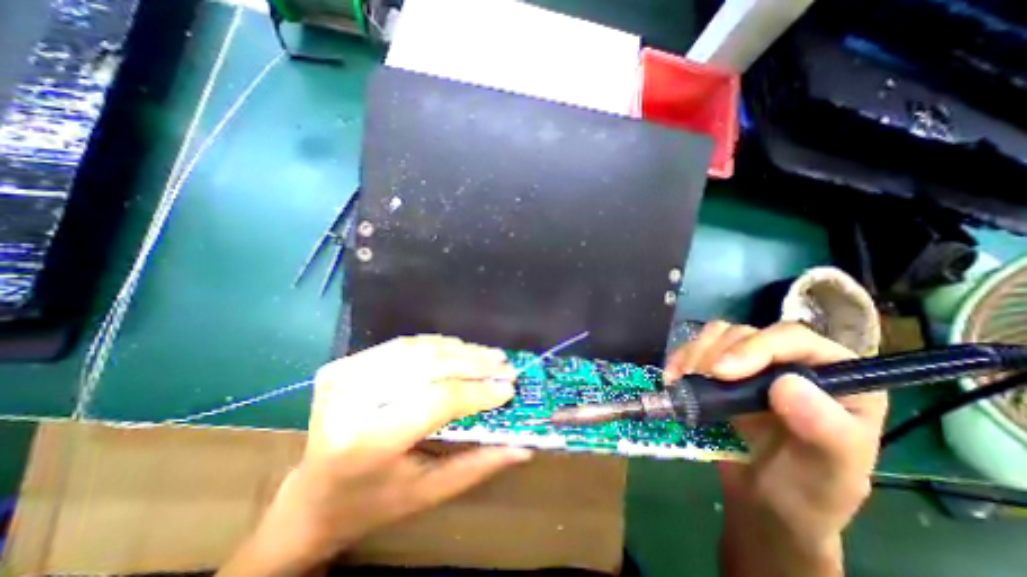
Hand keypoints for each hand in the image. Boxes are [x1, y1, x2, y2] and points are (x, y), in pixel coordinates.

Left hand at [221, 336, 532, 575]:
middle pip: (428, 367)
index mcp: (367, 442)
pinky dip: (437, 345)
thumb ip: (478, 465)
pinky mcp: (345, 364)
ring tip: (489, 354)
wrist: (311, 496)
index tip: (509, 388)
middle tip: (505, 364)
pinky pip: (403, 345)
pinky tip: (460, 349)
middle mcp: (351, 401)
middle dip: (474, 363)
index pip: (437, 400)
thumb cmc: (373, 502)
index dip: (477, 391)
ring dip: (459, 350)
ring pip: (419, 350)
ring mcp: (344, 376)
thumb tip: (523, 446)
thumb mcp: (428, 493)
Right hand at [671, 322, 887, 574]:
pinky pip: (696, 346)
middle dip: (716, 353)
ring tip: (683, 382)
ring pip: (718, 334)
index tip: (721, 373)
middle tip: (696, 380)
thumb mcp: (827, 477)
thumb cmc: (804, 494)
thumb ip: (826, 434)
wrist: (762, 502)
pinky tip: (673, 378)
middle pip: (746, 333)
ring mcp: (752, 364)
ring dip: (694, 353)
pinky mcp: (721, 369)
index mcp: (835, 379)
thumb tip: (788, 385)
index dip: (755, 348)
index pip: (794, 340)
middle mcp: (791, 362)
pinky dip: (680, 357)